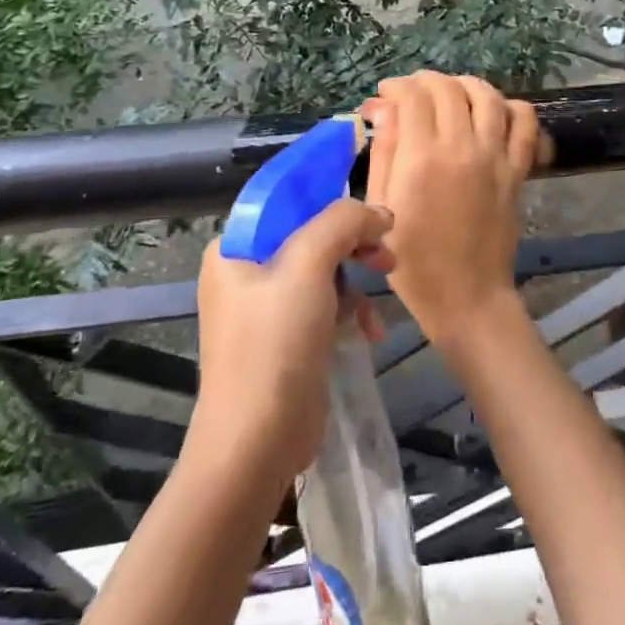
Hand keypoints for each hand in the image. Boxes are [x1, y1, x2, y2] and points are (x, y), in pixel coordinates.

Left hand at [191, 199, 390, 491]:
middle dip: (352, 234)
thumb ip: (342, 222)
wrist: (256, 444)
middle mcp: (247, 271)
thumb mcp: (307, 267)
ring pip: (324, 266)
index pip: (284, 195)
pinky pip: (326, 303)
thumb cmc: (275, 344)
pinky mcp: (289, 337)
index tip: (368, 180)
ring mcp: (267, 307)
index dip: (326, 183)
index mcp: (237, 247)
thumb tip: (378, 212)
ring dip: (358, 271)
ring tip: (387, 277)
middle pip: (310, 230)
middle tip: (386, 242)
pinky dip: (351, 308)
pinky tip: (370, 328)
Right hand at [364, 73, 539, 352]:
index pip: (414, 96)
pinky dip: (512, 107)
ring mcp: (495, 157)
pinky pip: (525, 124)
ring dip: (466, 84)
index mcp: (422, 158)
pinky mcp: (517, 170)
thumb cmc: (413, 260)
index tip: (385, 94)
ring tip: (451, 92)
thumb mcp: (382, 207)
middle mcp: (462, 147)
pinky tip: (495, 111)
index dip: (397, 86)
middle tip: (412, 92)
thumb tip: (383, 108)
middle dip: (425, 80)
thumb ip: (384, 152)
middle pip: (449, 89)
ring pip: (488, 96)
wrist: (467, 296)